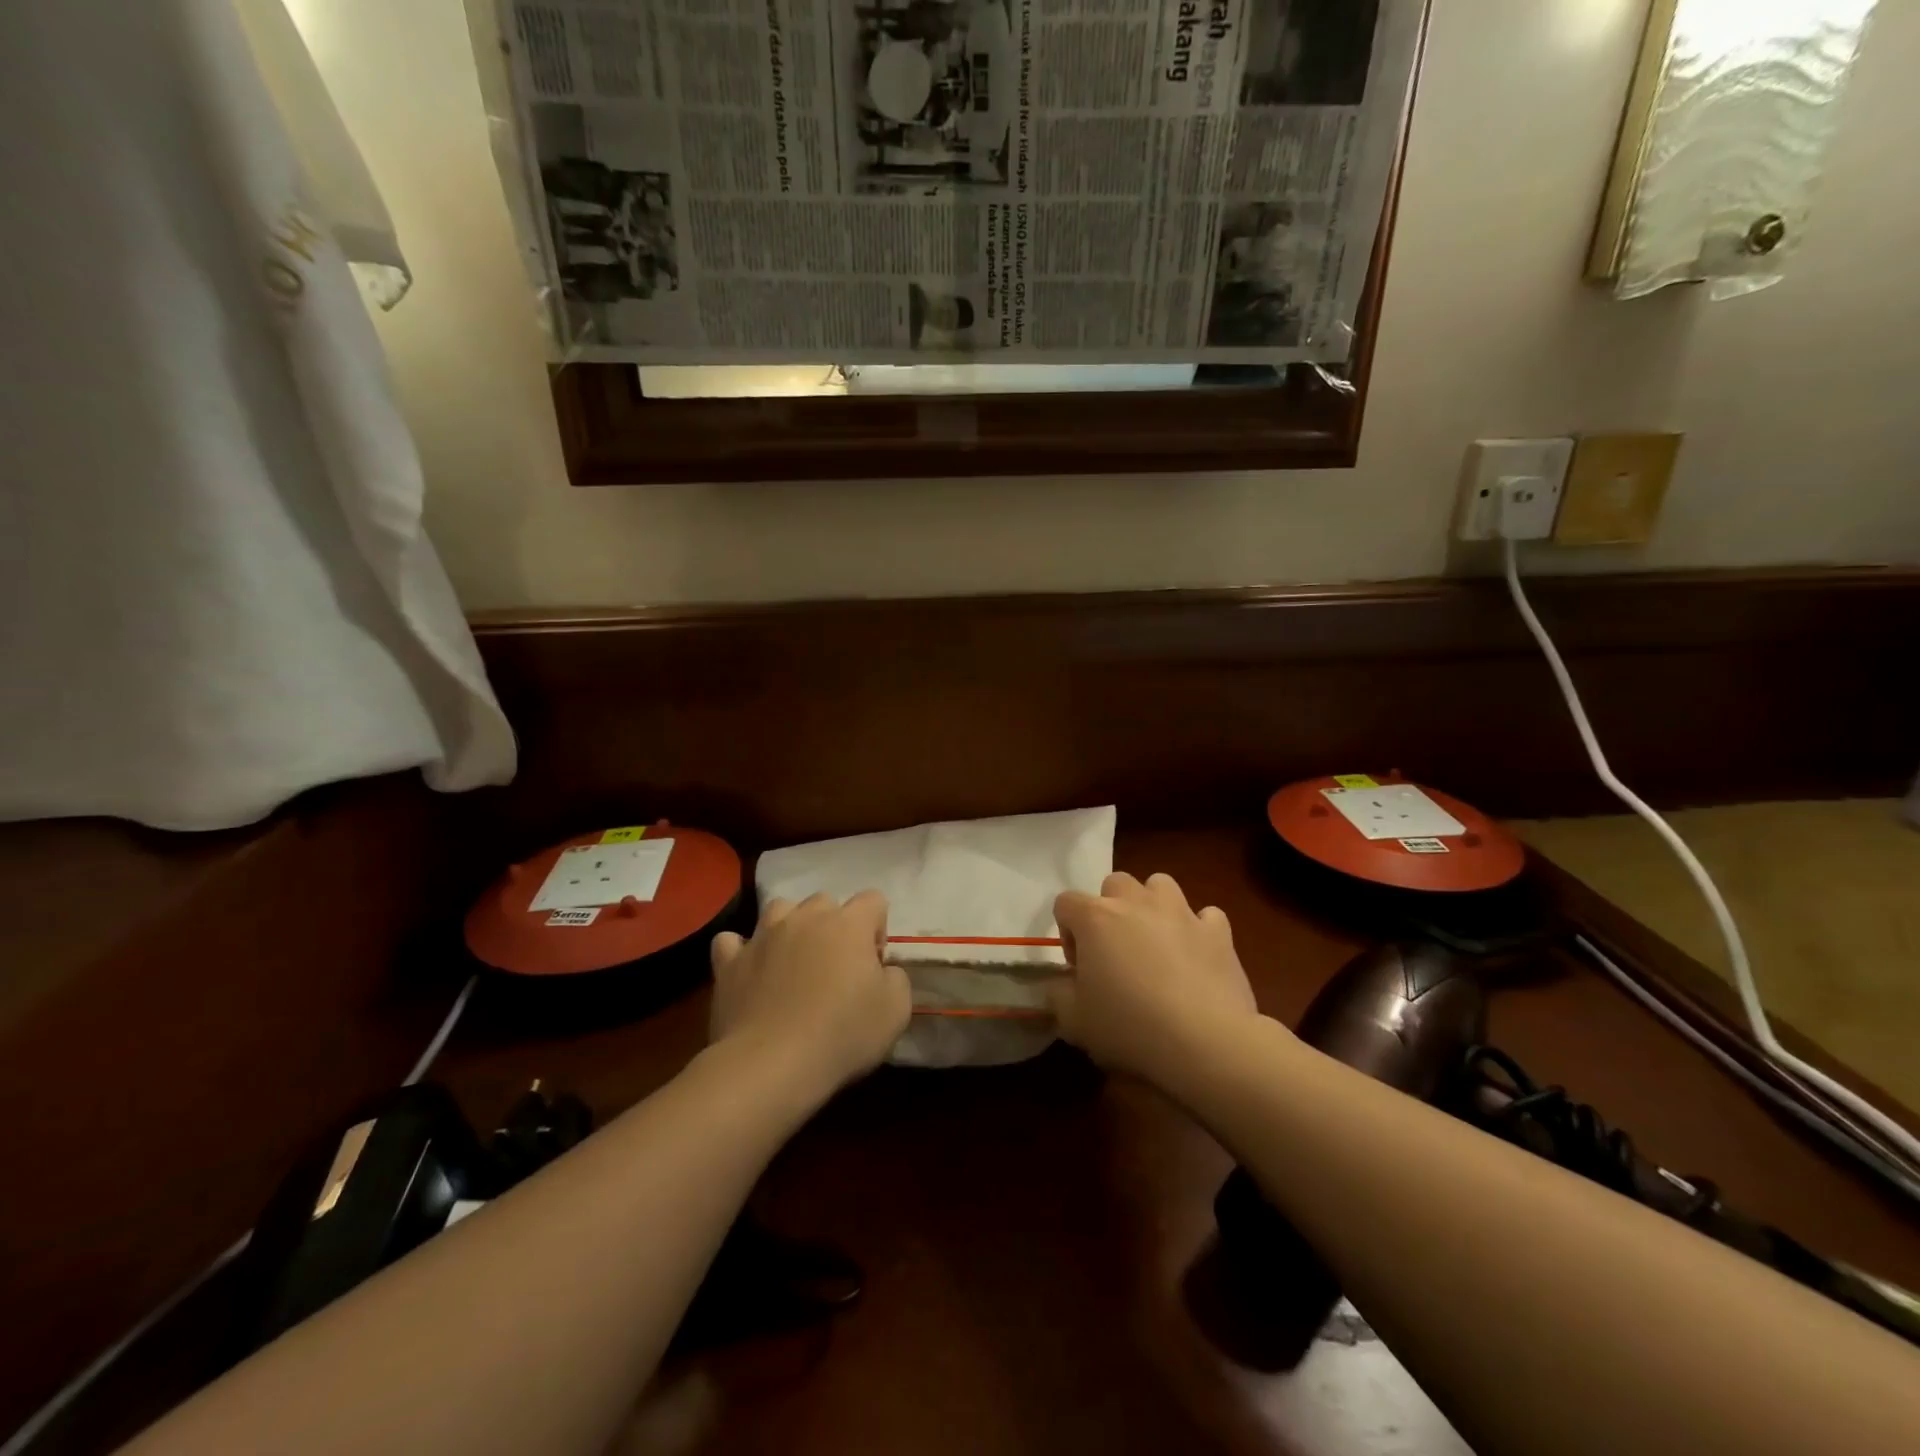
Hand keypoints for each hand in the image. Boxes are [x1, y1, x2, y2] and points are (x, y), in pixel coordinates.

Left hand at [709, 891, 911, 1096]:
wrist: (771, 1065)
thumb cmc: (843, 1034)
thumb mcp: (896, 1010)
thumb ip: (895, 977)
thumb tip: (881, 970)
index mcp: (849, 924)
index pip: (873, 900)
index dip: (877, 930)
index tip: (873, 965)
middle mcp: (805, 918)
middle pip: (825, 902)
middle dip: (834, 926)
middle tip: (835, 968)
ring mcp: (762, 936)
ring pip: (779, 909)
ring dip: (790, 928)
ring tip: (793, 962)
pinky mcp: (729, 962)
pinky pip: (732, 941)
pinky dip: (741, 951)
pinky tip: (749, 970)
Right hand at [1048, 872, 1261, 1086]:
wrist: (1205, 1042)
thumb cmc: (1129, 1027)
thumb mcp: (1073, 1021)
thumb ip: (1057, 994)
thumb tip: (1061, 984)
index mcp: (1095, 918)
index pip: (1065, 903)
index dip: (1067, 933)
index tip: (1080, 969)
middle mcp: (1136, 902)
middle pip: (1114, 884)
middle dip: (1111, 911)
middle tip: (1116, 952)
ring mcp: (1181, 912)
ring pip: (1160, 885)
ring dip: (1153, 906)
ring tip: (1156, 943)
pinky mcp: (1218, 931)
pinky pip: (1206, 915)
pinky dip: (1199, 929)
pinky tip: (1197, 955)